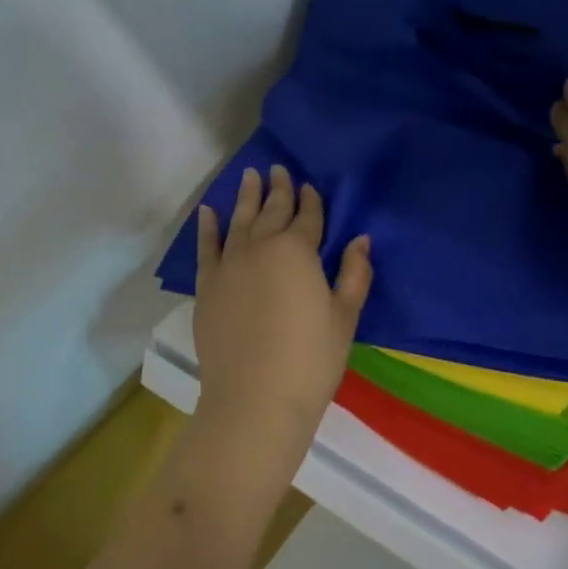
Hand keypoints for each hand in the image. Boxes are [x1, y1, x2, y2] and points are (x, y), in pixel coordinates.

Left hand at [193, 166, 372, 448]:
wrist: (255, 399)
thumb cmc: (311, 360)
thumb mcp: (344, 317)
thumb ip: (354, 275)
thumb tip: (361, 240)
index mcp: (298, 251)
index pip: (308, 218)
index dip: (311, 201)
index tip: (309, 186)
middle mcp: (261, 247)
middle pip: (272, 212)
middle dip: (278, 190)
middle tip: (279, 169)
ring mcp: (229, 265)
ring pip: (239, 221)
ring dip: (246, 197)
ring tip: (249, 176)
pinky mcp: (208, 286)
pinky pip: (207, 247)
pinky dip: (207, 227)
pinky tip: (209, 211)